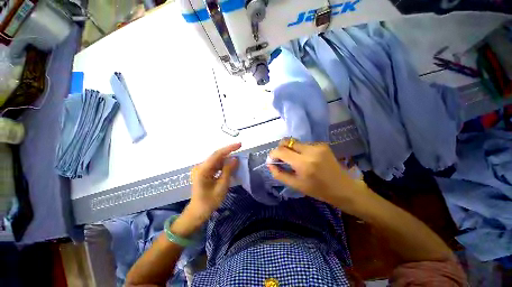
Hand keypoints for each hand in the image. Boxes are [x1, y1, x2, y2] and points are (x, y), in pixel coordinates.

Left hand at [184, 143, 240, 223]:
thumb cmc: (210, 201)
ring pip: (217, 160)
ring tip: (238, 159)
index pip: (217, 154)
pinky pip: (215, 165)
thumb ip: (228, 171)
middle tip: (240, 150)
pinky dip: (224, 165)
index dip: (229, 148)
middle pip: (217, 156)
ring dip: (227, 159)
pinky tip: (231, 166)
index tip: (239, 144)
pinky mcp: (204, 172)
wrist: (198, 212)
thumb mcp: (222, 186)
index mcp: (202, 170)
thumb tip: (235, 159)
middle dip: (229, 153)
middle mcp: (200, 167)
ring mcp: (201, 169)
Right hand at [268, 139, 367, 211]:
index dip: (273, 153)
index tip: (272, 159)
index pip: (281, 150)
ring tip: (295, 160)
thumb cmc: (318, 190)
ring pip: (295, 142)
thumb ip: (280, 174)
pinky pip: (304, 144)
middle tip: (282, 159)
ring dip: (291, 149)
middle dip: (281, 149)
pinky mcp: (322, 144)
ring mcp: (317, 145)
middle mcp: (310, 150)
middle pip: (287, 141)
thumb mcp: (296, 185)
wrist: (343, 188)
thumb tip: (269, 164)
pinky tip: (305, 158)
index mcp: (303, 163)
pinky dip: (300, 150)